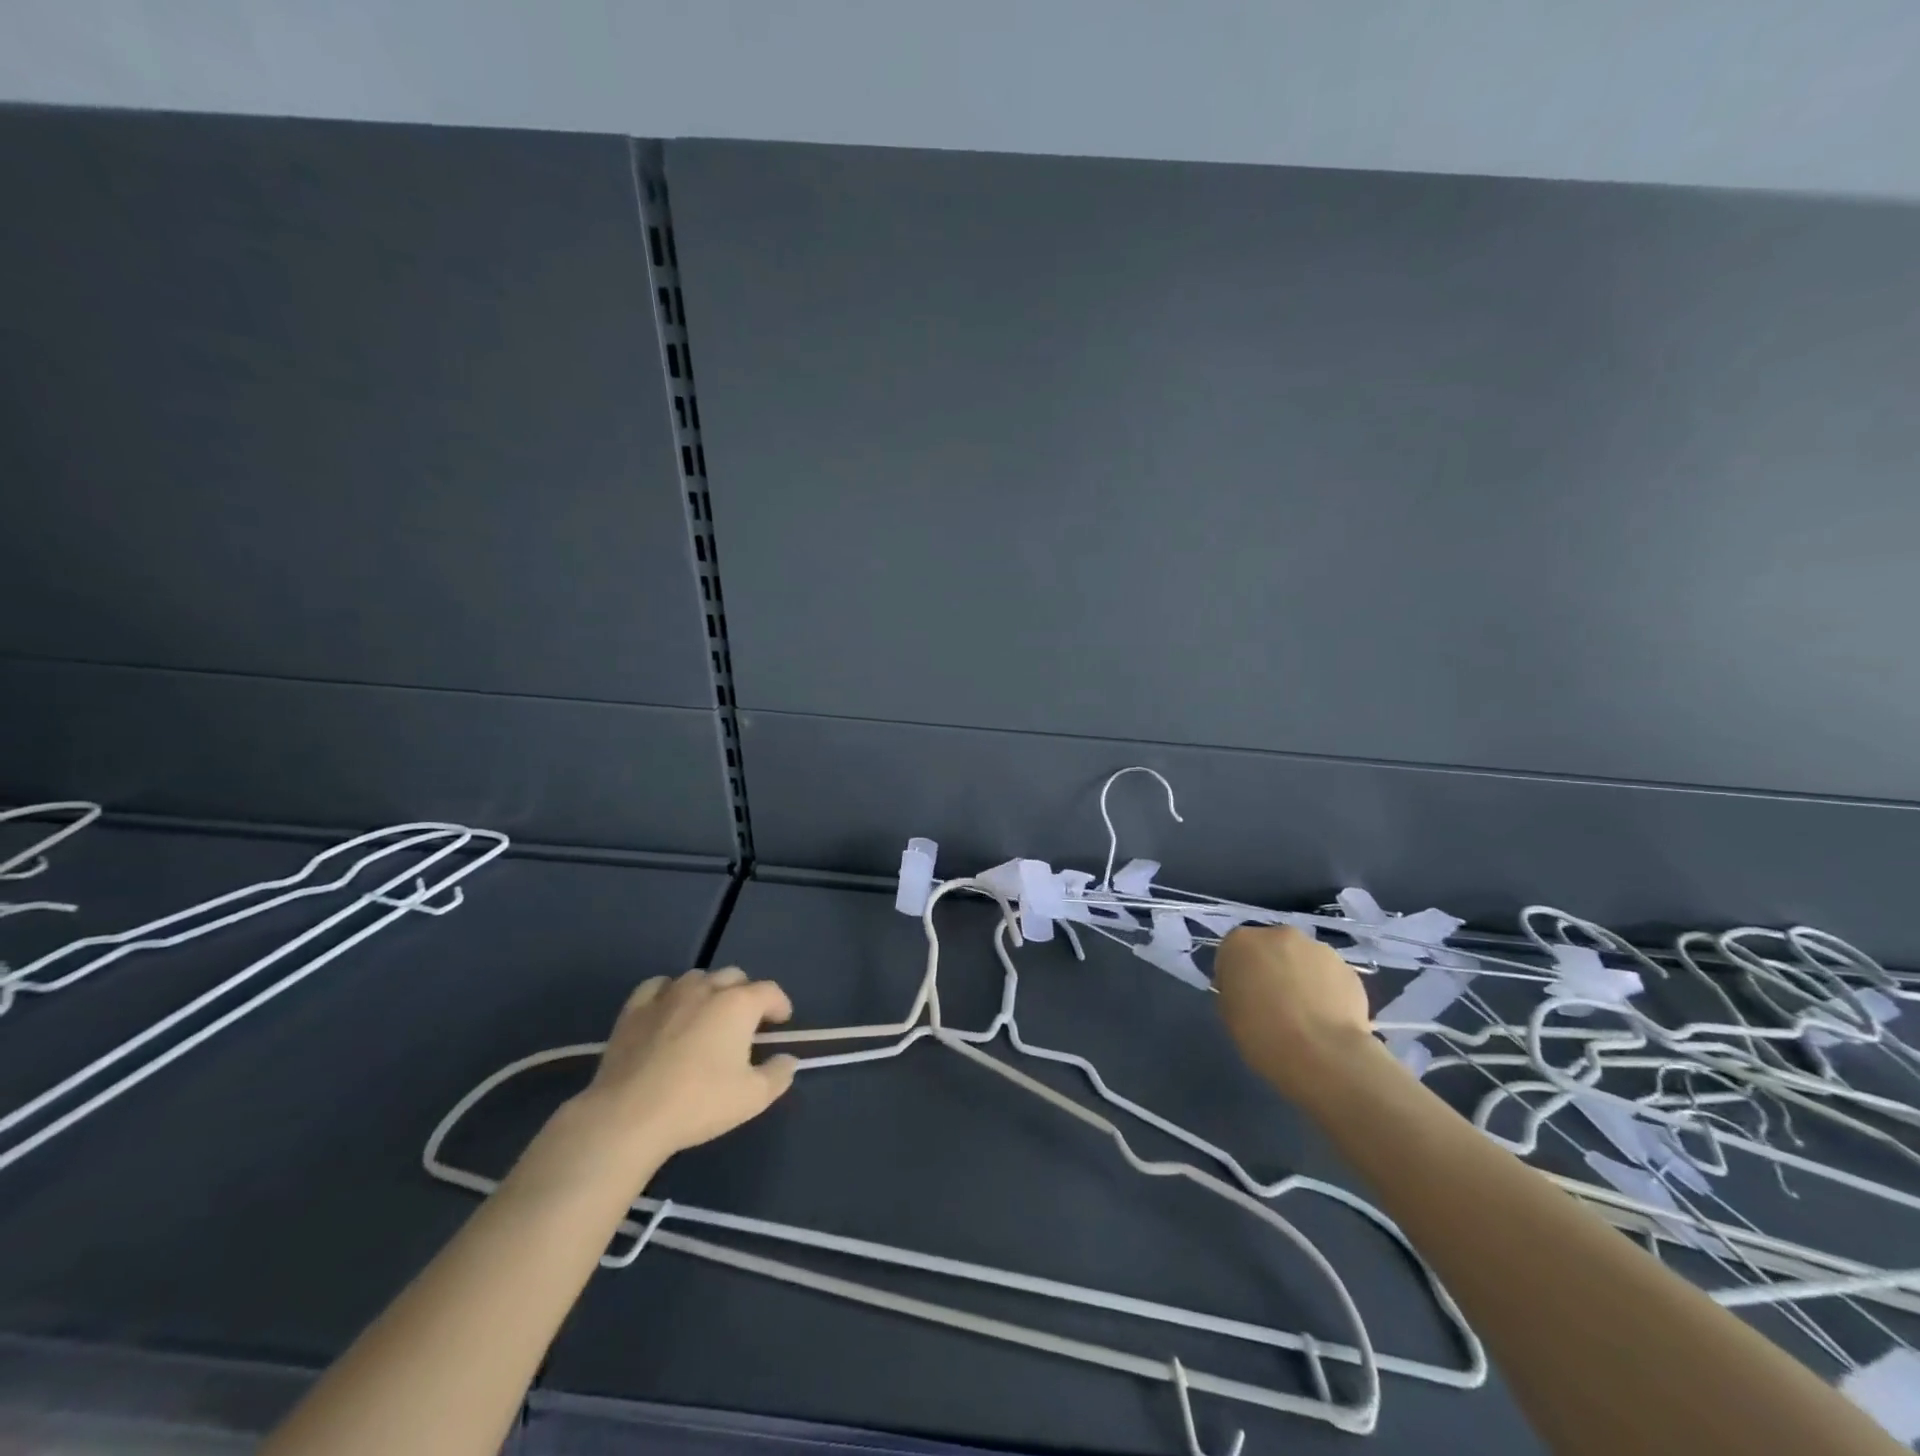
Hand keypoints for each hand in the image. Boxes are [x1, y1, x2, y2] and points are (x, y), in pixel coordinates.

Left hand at [570, 967, 798, 1164]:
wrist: (629, 1116)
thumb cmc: (698, 1103)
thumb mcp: (752, 1098)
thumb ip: (778, 1075)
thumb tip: (788, 1059)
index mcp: (738, 1004)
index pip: (769, 991)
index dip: (779, 1004)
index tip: (780, 1023)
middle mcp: (706, 989)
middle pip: (734, 976)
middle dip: (745, 994)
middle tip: (745, 1023)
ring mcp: (668, 995)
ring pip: (697, 977)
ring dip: (709, 991)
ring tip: (707, 1016)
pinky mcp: (635, 1009)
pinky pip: (658, 986)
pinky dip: (670, 992)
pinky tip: (669, 1010)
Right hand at [1214, 926, 1378, 1103]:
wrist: (1322, 1055)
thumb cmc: (1262, 1034)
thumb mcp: (1229, 1013)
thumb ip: (1234, 990)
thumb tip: (1247, 989)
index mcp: (1241, 942)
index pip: (1233, 952)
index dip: (1237, 975)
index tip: (1242, 999)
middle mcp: (1278, 935)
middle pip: (1270, 948)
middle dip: (1270, 969)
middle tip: (1273, 1003)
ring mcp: (1317, 948)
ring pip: (1302, 959)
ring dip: (1300, 976)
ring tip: (1306, 1014)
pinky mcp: (1348, 968)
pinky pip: (1329, 976)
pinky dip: (1326, 990)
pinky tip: (1327, 1018)